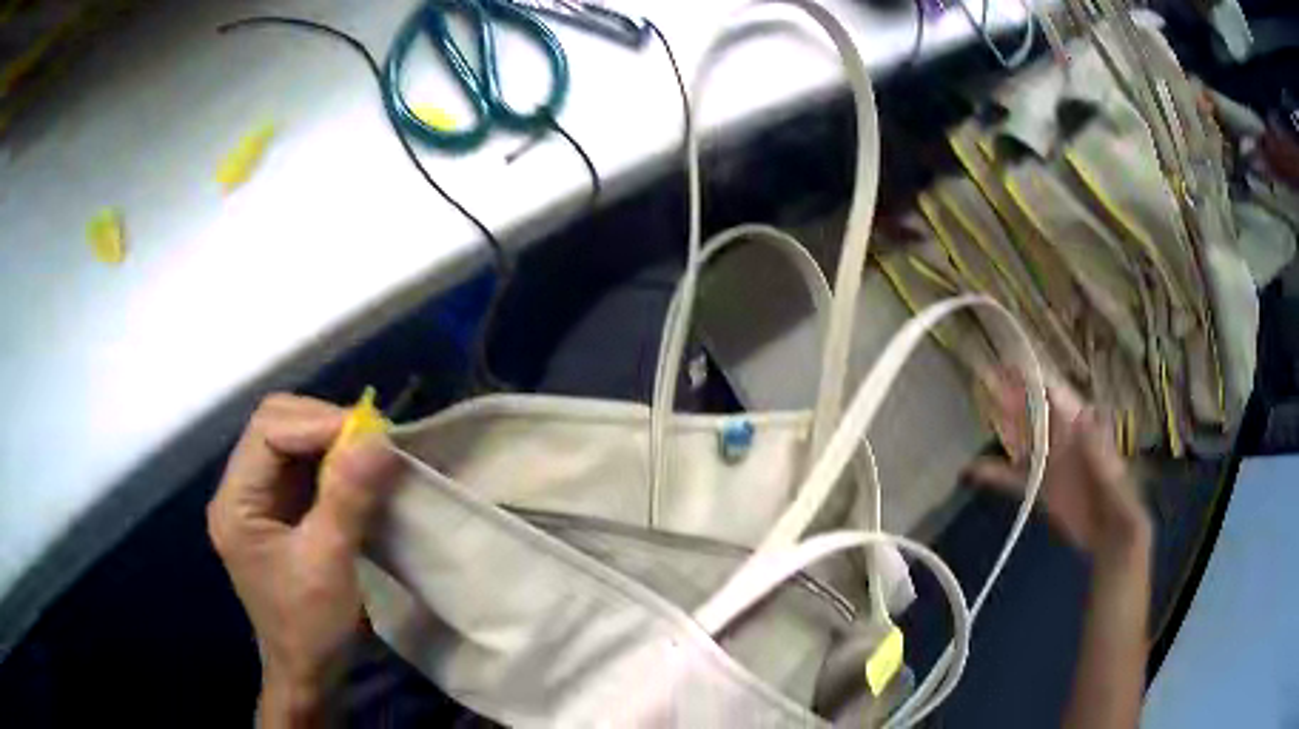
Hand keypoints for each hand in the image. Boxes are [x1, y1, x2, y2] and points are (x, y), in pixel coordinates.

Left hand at [208, 394, 397, 726]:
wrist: (308, 671)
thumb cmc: (310, 626)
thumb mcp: (329, 563)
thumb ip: (347, 497)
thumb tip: (378, 438)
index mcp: (235, 503)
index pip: (267, 432)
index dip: (316, 423)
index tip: (368, 436)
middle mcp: (239, 490)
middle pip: (273, 425)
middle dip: (321, 424)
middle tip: (369, 441)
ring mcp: (258, 498)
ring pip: (289, 439)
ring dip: (329, 440)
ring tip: (369, 453)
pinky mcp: (279, 509)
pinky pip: (302, 465)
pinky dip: (332, 460)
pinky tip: (357, 471)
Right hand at [967, 375, 1150, 562]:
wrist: (1112, 535)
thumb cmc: (1119, 500)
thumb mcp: (1113, 474)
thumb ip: (1098, 450)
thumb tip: (1085, 418)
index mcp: (1082, 431)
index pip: (1056, 400)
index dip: (1035, 383)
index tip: (1013, 368)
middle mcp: (1063, 442)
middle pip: (1035, 414)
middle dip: (1013, 396)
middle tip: (988, 377)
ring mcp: (1050, 465)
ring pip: (1022, 441)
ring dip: (1003, 427)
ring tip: (981, 409)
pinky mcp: (1040, 489)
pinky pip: (1013, 478)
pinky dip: (994, 474)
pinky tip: (972, 471)